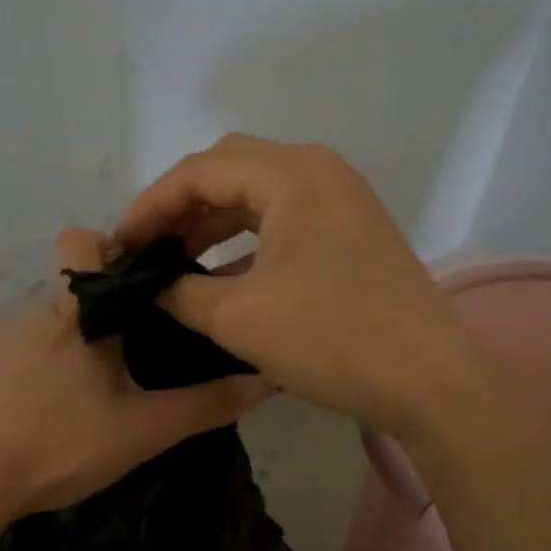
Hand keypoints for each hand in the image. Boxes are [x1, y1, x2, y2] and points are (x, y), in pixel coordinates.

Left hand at [0, 228, 271, 520]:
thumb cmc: (58, 442)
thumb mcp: (142, 430)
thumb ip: (204, 406)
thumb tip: (266, 381)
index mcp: (76, 313)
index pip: (81, 240)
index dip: (111, 248)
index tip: (143, 284)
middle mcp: (34, 315)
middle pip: (71, 287)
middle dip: (103, 307)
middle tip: (134, 353)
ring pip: (46, 325)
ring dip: (72, 344)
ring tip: (94, 393)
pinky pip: (17, 354)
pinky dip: (38, 370)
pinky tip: (48, 413)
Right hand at [115, 134, 483, 440]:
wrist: (430, 380)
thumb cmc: (331, 338)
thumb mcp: (239, 318)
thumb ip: (181, 293)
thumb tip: (151, 287)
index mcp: (291, 174)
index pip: (199, 171)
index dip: (151, 205)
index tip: (120, 243)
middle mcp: (319, 171)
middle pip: (230, 170)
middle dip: (181, 206)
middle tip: (147, 247)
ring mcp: (342, 200)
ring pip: (258, 195)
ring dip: (213, 223)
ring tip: (176, 260)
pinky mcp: (353, 231)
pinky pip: (285, 219)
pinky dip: (247, 240)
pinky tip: (224, 275)